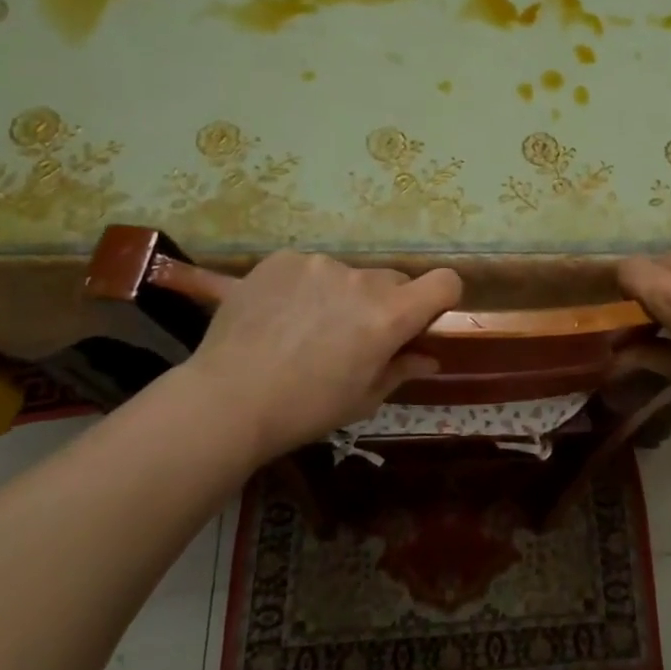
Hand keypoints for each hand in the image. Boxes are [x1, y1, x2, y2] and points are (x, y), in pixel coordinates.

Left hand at [156, 252, 462, 464]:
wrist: (226, 400)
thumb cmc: (305, 409)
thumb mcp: (362, 399)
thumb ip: (401, 369)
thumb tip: (429, 358)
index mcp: (390, 315)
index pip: (444, 282)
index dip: (442, 297)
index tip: (425, 317)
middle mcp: (361, 279)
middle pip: (393, 280)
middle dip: (385, 304)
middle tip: (355, 335)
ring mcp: (319, 264)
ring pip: (348, 275)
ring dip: (342, 294)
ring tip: (307, 328)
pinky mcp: (282, 260)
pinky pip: (309, 268)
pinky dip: (305, 287)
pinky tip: (280, 315)